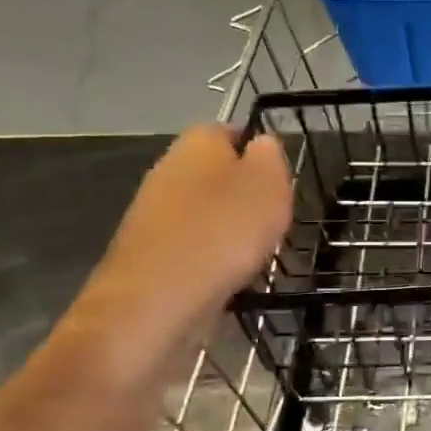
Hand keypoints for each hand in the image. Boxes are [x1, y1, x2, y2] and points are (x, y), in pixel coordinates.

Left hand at [70, 124, 292, 365]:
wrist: (155, 300)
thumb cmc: (222, 232)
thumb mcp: (267, 184)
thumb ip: (271, 156)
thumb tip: (262, 144)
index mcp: (198, 142)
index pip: (232, 130)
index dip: (260, 152)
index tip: (282, 181)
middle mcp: (169, 167)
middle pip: (218, 172)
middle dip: (246, 193)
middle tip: (274, 218)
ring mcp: (154, 210)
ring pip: (205, 208)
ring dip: (230, 226)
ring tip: (256, 251)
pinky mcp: (149, 249)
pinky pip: (192, 242)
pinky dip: (212, 254)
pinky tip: (227, 274)